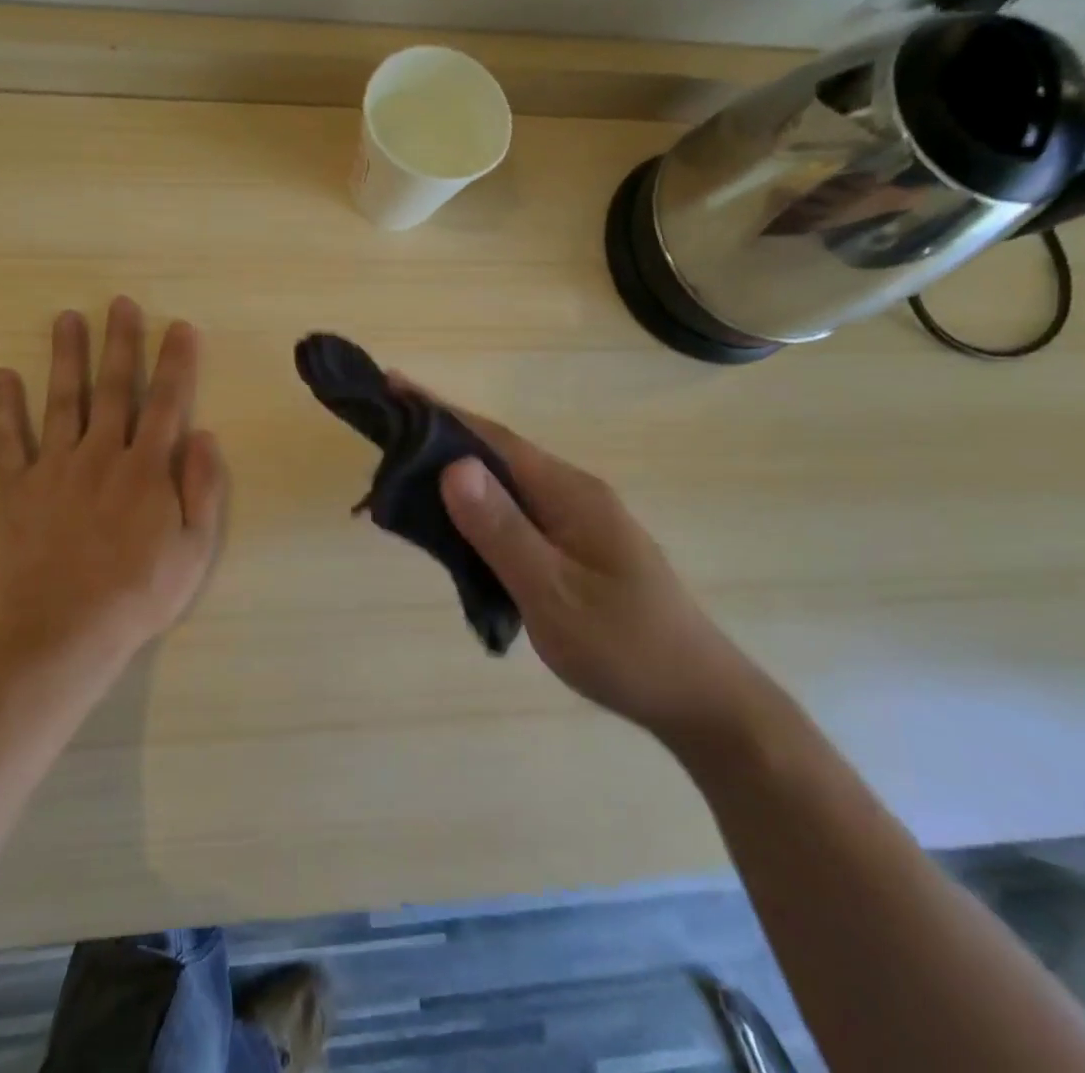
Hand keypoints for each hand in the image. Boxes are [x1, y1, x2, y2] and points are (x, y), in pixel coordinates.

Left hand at [0, 297, 229, 668]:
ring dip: (67, 357)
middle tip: (120, 303)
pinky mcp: (16, 489)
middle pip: (114, 388)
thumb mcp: (194, 549)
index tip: (180, 327)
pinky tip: (3, 375)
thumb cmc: (139, 594)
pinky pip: (7, 441)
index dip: (176, 362)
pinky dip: (4, 407)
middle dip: (121, 342)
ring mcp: (54, 469)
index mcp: (147, 469)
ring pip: (63, 401)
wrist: (63, 632)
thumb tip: (205, 435)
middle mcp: (101, 455)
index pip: (166, 403)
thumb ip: (202, 489)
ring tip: (66, 318)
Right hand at [400, 378, 757, 740]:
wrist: (699, 699)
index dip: (439, 411)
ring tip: (404, 474)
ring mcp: (577, 519)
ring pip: (504, 484)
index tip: (392, 385)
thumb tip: (452, 464)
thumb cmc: (625, 647)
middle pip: (496, 453)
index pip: (492, 437)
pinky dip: (477, 508)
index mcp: (568, 493)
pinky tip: (454, 524)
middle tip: (385, 433)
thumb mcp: (553, 593)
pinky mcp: (576, 545)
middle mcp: (572, 493)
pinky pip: (515, 512)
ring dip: (456, 474)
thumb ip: (502, 530)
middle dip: (440, 437)